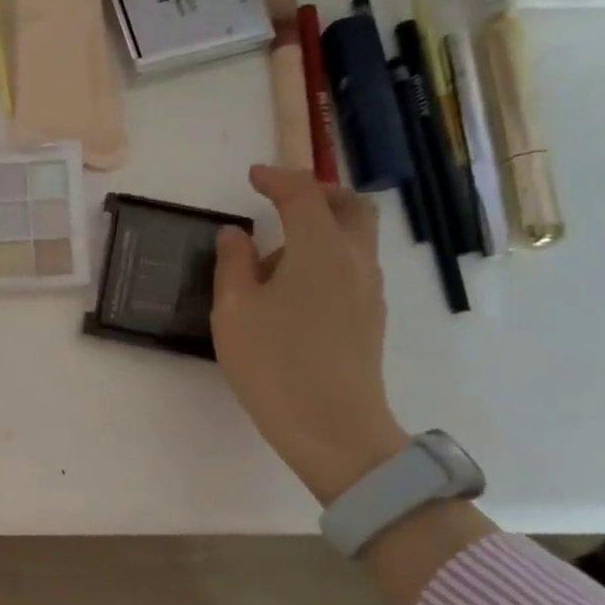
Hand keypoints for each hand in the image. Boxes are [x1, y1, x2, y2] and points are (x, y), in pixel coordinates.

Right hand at [212, 164, 407, 505]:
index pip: (302, 194)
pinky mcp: (371, 317)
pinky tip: (293, 291)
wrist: (333, 428)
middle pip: (350, 205)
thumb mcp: (234, 311)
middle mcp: (355, 260)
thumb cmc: (274, 364)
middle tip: (282, 200)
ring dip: (321, 228)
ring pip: (355, 237)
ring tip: (274, 259)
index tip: (253, 176)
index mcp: (320, 249)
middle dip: (317, 192)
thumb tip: (236, 234)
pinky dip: (328, 257)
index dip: (276, 178)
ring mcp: (369, 290)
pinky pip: (353, 266)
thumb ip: (233, 264)